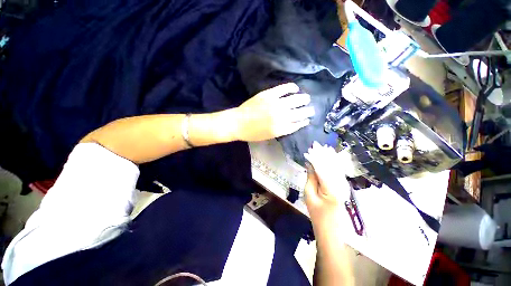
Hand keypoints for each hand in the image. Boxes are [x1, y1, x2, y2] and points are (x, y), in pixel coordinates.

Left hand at [233, 83, 314, 141]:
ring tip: (306, 99)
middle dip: (308, 111)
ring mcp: (275, 104)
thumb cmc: (253, 133)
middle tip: (311, 109)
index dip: (304, 121)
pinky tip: (295, 88)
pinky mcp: (269, 94)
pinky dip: (292, 87)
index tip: (308, 119)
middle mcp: (281, 116)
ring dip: (304, 99)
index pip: (298, 124)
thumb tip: (295, 123)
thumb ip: (284, 130)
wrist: (238, 123)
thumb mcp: (270, 136)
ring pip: (296, 99)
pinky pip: (284, 88)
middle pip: (300, 112)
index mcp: (281, 128)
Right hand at [304, 142, 351, 227]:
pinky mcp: (342, 186)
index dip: (316, 157)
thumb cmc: (317, 214)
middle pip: (331, 165)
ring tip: (322, 147)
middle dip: (323, 154)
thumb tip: (310, 164)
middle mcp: (340, 184)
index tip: (310, 149)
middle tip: (315, 144)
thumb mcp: (309, 195)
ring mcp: (343, 185)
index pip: (322, 167)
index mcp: (331, 187)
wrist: (331, 230)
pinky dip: (332, 163)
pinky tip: (329, 157)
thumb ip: (310, 178)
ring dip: (328, 156)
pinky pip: (337, 171)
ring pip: (335, 167)